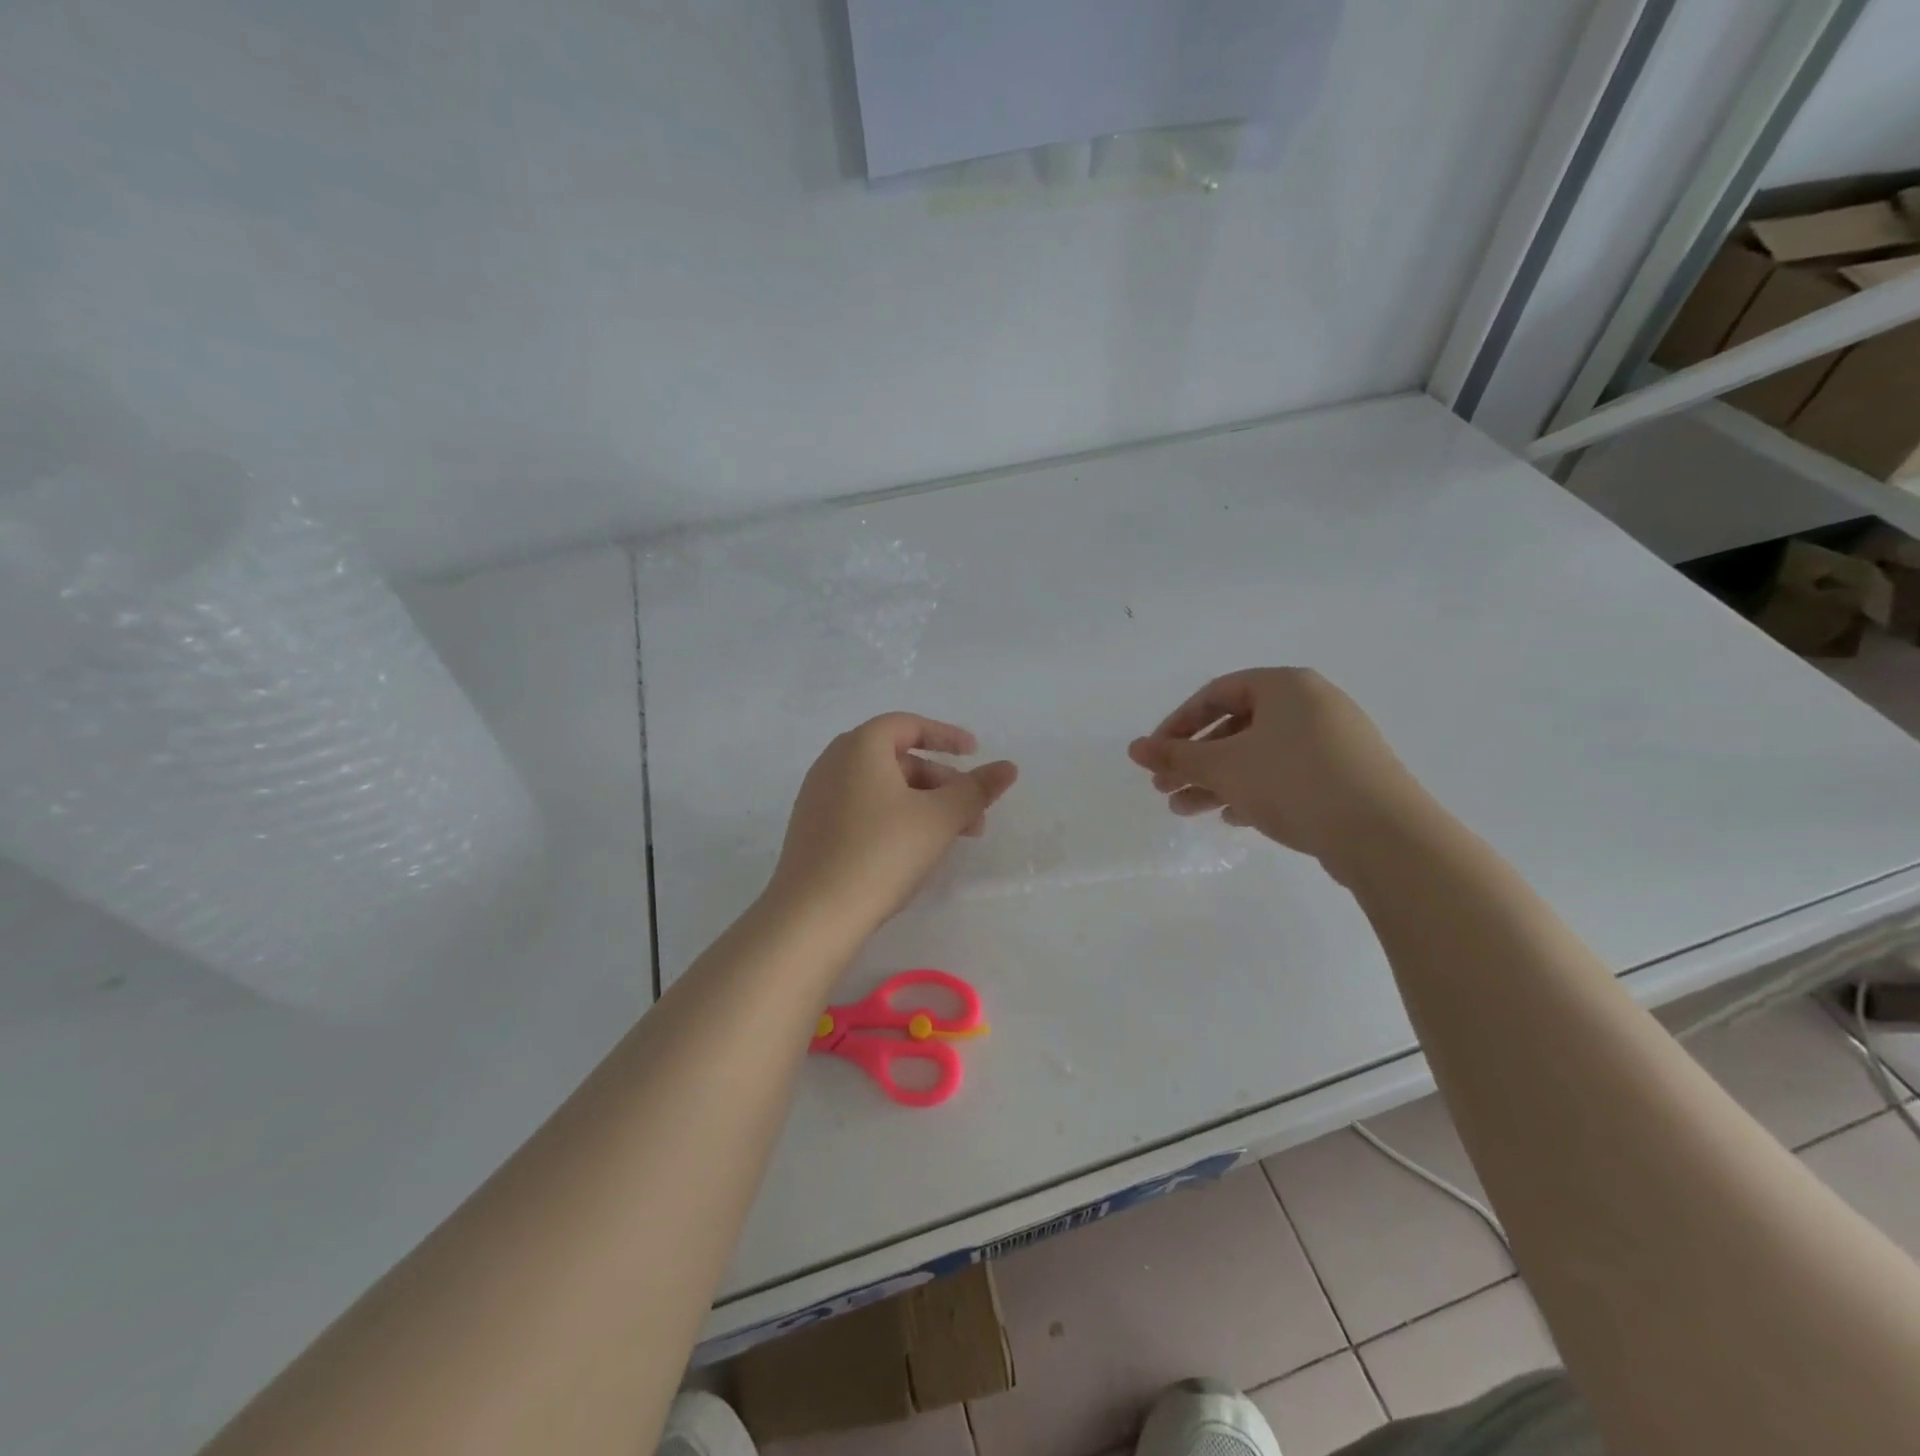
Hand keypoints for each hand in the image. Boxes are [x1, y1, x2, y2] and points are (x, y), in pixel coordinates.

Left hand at [767, 714, 1017, 931]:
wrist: (813, 915)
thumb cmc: (881, 853)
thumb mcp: (939, 819)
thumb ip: (976, 789)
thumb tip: (1009, 767)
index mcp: (860, 746)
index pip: (908, 725)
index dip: (946, 735)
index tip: (975, 752)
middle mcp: (833, 762)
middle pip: (896, 758)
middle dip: (941, 781)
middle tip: (972, 812)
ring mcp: (818, 797)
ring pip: (882, 788)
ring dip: (922, 803)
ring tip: (952, 837)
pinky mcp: (813, 829)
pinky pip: (862, 809)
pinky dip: (894, 818)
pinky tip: (913, 851)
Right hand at [1128, 668, 1424, 873]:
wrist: (1384, 835)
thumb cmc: (1294, 782)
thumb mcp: (1224, 767)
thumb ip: (1176, 756)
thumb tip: (1133, 748)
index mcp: (1285, 686)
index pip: (1216, 694)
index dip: (1177, 725)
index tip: (1155, 757)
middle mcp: (1312, 705)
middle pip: (1236, 727)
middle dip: (1195, 760)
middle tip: (1164, 789)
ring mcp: (1333, 742)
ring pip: (1258, 755)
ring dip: (1217, 781)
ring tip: (1184, 811)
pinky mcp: (1346, 777)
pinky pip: (1286, 775)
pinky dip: (1253, 791)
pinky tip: (1232, 818)